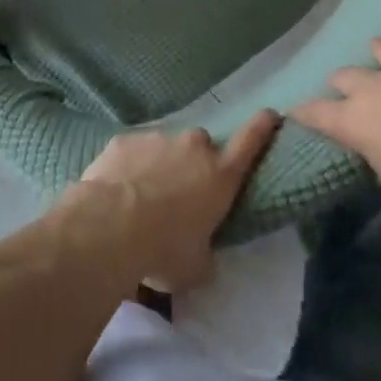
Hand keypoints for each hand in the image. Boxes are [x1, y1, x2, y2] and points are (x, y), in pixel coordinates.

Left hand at [69, 111, 279, 291]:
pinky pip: (134, 151)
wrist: (110, 226)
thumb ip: (206, 252)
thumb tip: (202, 251)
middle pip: (202, 146)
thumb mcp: (196, 266)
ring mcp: (158, 139)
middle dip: (195, 162)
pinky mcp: (125, 139)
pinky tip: (118, 190)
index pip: (249, 143)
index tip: (270, 113)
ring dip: (160, 165)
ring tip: (142, 197)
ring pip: (165, 147)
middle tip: (181, 191)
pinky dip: (131, 166)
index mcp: (219, 176)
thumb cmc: (163, 250)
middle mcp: (193, 148)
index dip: (262, 128)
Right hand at [292, 1, 380, 224]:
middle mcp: (373, 85)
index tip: (294, 111)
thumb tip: (378, 150)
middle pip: (346, 76)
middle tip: (348, 92)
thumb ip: (377, 157)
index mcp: (354, 120)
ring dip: (380, 54)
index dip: (303, 112)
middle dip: (343, 83)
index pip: (315, 112)